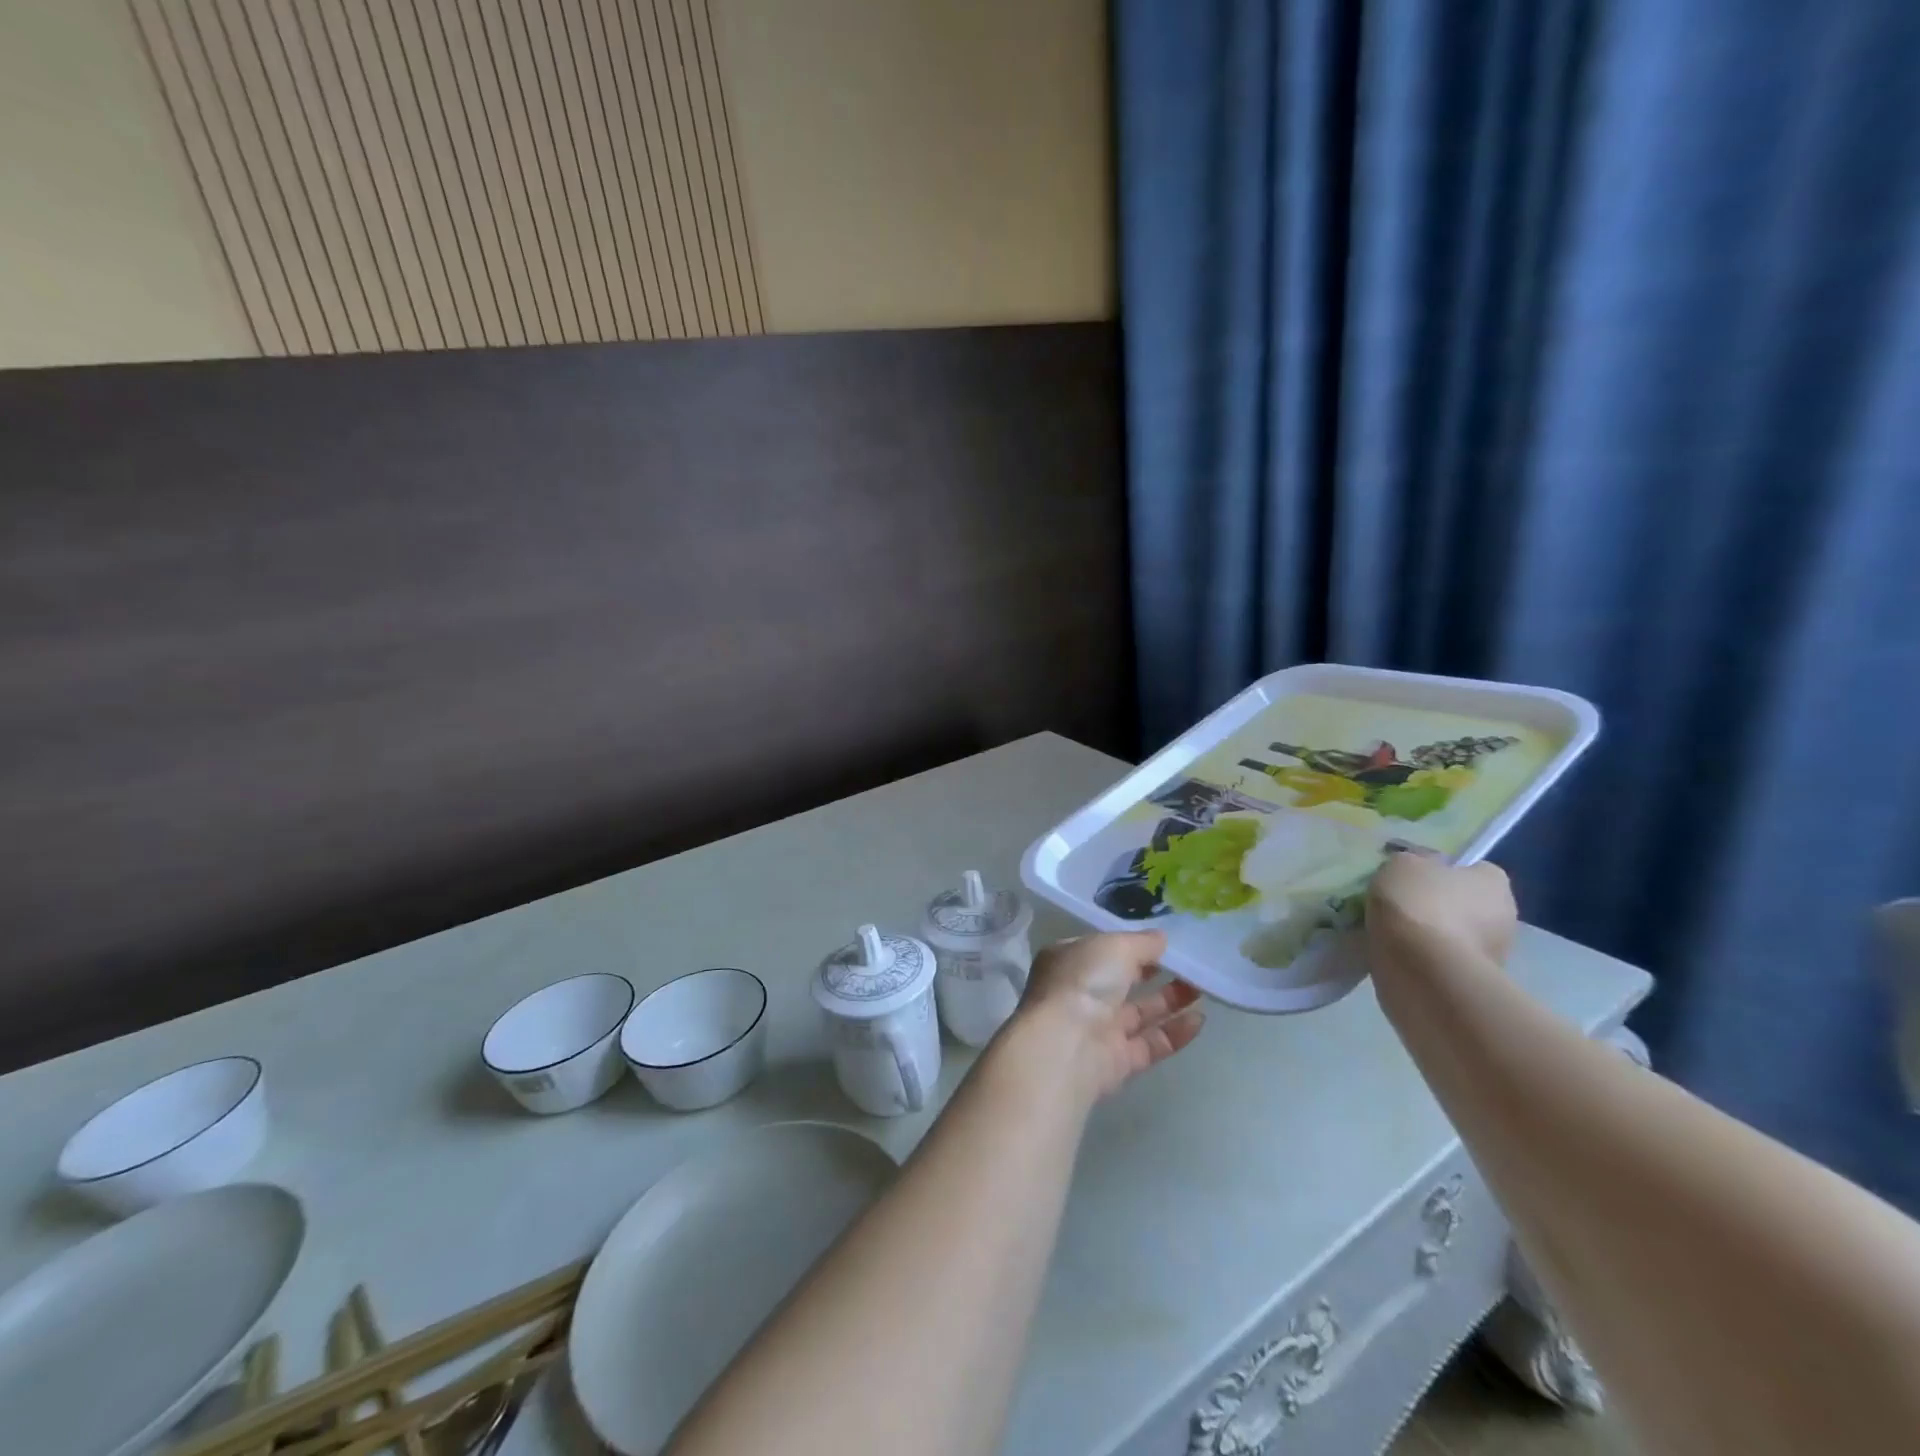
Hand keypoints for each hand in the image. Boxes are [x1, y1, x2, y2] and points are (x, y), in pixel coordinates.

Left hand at [1010, 930, 1204, 1099]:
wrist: (1066, 1046)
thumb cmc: (1083, 981)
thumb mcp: (1115, 946)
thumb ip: (1141, 942)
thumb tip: (1161, 938)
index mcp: (1069, 960)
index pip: (1101, 948)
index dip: (1130, 944)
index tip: (1163, 941)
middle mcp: (1080, 993)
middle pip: (1122, 980)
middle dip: (1154, 971)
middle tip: (1190, 964)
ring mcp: (1098, 1028)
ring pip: (1139, 1012)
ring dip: (1170, 1000)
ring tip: (1203, 987)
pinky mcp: (1117, 1061)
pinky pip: (1151, 1043)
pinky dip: (1174, 1032)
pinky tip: (1200, 1019)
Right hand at [1367, 851, 1516, 965]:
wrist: (1423, 968)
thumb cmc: (1418, 903)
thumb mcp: (1402, 863)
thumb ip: (1414, 862)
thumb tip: (1418, 869)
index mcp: (1495, 880)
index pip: (1474, 869)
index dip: (1443, 872)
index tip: (1415, 879)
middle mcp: (1506, 915)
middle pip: (1468, 904)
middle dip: (1441, 906)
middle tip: (1404, 907)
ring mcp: (1496, 954)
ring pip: (1458, 935)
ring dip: (1434, 934)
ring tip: (1396, 935)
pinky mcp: (1476, 982)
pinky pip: (1447, 961)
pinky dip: (1428, 959)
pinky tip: (1402, 956)